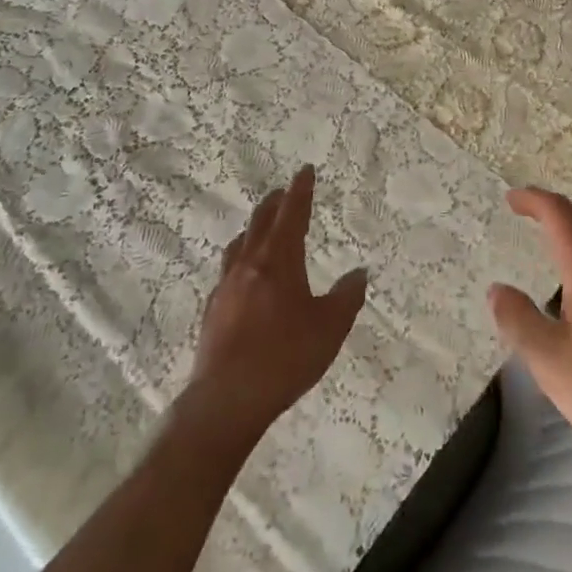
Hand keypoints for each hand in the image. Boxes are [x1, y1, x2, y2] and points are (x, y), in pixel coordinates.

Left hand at [184, 165, 367, 444]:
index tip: (304, 171)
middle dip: (274, 204)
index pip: (292, 214)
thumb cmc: (285, 356)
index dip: (300, 191)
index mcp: (279, 260)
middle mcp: (249, 264)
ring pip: (239, 245)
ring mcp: (226, 288)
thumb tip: (359, 272)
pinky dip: (240, 260)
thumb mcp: (330, 327)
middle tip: (283, 192)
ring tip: (260, 228)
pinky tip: (243, 276)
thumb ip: (346, 296)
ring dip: (253, 229)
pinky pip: (228, 271)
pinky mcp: (213, 311)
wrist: (227, 400)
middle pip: (260, 223)